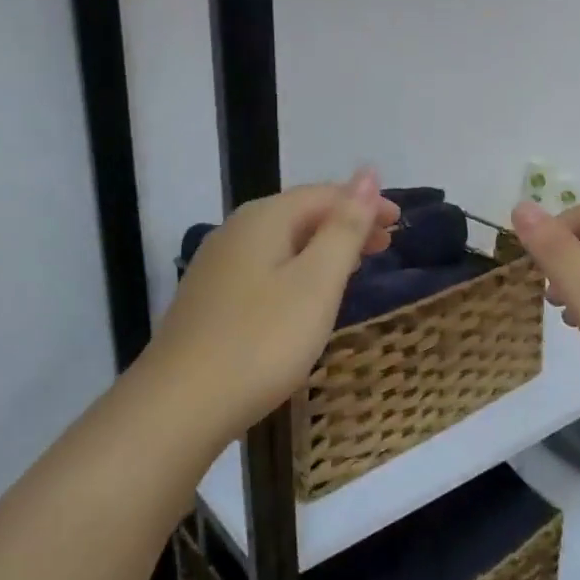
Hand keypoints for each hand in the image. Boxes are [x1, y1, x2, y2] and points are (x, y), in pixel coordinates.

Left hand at [144, 172, 400, 440]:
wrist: (179, 406)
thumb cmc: (262, 341)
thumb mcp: (317, 282)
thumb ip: (345, 227)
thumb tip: (368, 173)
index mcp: (264, 219)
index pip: (325, 194)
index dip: (365, 203)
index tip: (400, 223)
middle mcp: (236, 231)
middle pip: (302, 213)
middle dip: (346, 223)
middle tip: (385, 245)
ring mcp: (218, 266)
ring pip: (283, 241)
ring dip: (324, 247)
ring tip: (356, 265)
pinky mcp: (210, 298)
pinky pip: (266, 266)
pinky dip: (299, 269)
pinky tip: (307, 294)